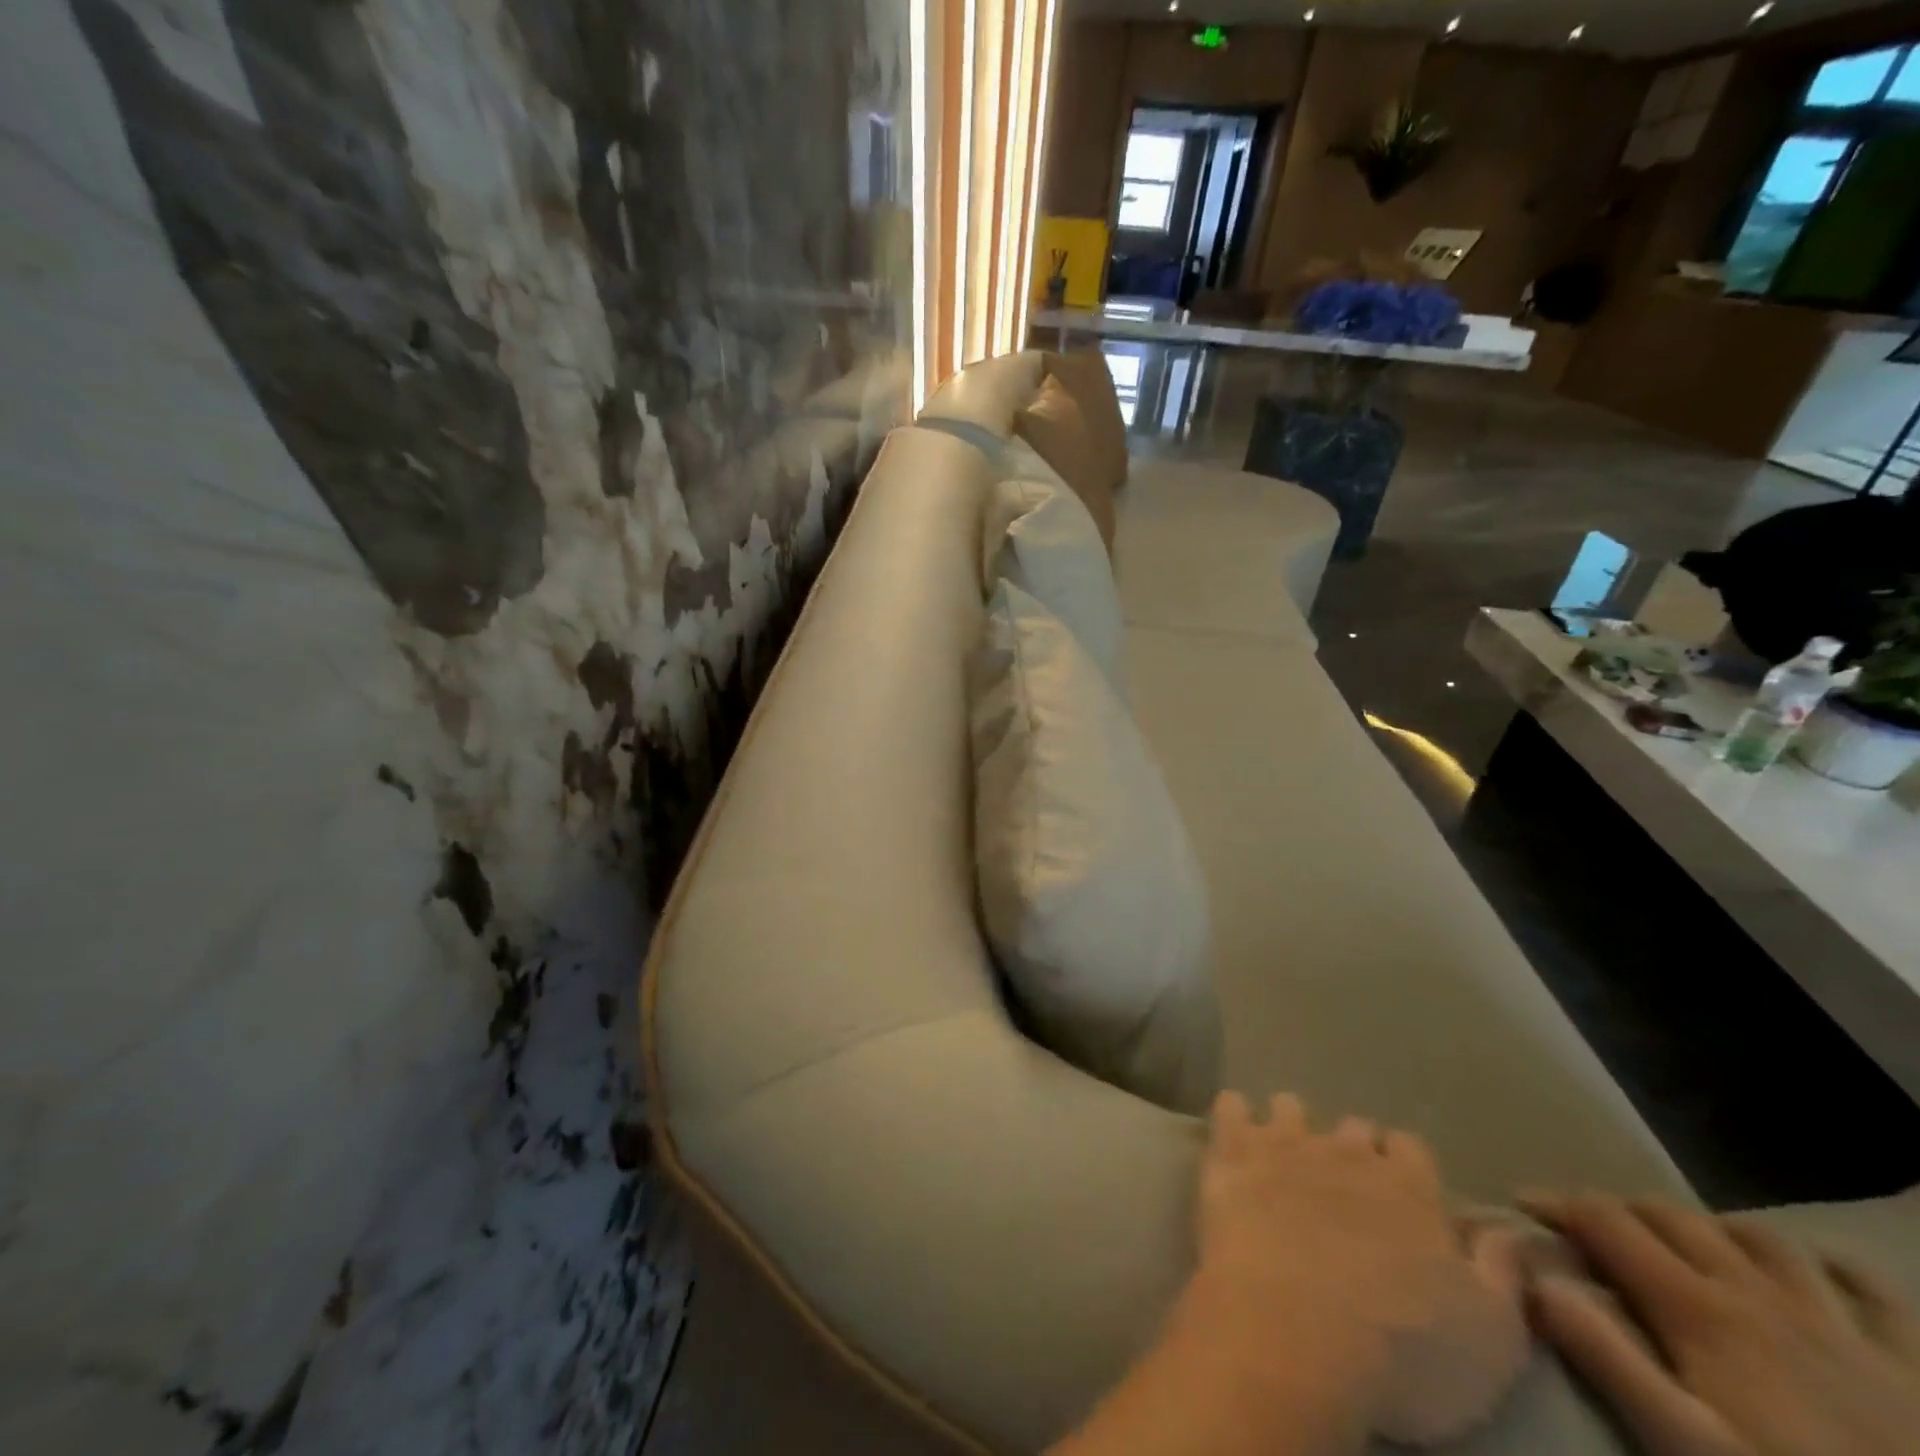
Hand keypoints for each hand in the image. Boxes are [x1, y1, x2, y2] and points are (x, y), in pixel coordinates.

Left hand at [1195, 1091, 1529, 1445]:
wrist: (1293, 1333)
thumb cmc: (1402, 1350)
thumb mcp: (1491, 1338)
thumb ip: (1502, 1275)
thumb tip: (1510, 1232)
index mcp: (1409, 1188)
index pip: (1411, 1149)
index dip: (1406, 1167)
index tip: (1402, 1191)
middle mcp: (1345, 1152)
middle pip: (1352, 1129)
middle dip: (1352, 1149)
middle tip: (1345, 1182)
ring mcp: (1282, 1146)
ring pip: (1289, 1109)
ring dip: (1290, 1124)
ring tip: (1284, 1148)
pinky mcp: (1231, 1155)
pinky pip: (1229, 1108)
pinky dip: (1232, 1111)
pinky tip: (1231, 1123)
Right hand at [1522, 1194, 1919, 1455]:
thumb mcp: (1686, 1447)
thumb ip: (1607, 1357)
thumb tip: (1533, 1278)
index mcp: (1699, 1309)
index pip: (1604, 1221)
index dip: (1556, 1203)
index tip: (1521, 1206)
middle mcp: (1758, 1292)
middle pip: (1670, 1215)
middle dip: (1620, 1209)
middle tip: (1593, 1232)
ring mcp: (1843, 1323)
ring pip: (1758, 1235)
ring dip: (1711, 1227)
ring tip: (1691, 1246)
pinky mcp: (1913, 1361)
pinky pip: (1870, 1287)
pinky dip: (1830, 1264)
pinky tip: (1813, 1270)